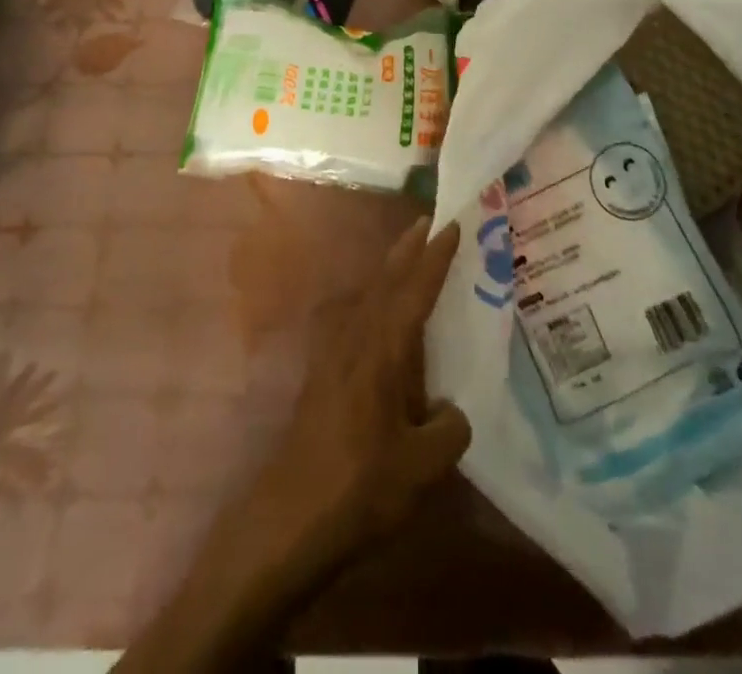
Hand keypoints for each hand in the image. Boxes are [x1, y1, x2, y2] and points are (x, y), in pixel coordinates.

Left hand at [241, 217, 471, 583]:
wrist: (288, 519)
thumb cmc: (359, 487)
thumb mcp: (422, 466)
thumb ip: (449, 429)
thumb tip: (453, 410)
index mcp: (383, 350)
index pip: (415, 291)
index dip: (436, 258)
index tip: (452, 225)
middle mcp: (356, 340)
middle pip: (386, 281)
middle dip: (408, 249)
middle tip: (429, 222)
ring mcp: (334, 355)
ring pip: (368, 296)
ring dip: (390, 271)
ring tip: (410, 257)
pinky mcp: (323, 375)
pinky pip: (356, 318)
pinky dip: (376, 300)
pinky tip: (381, 316)